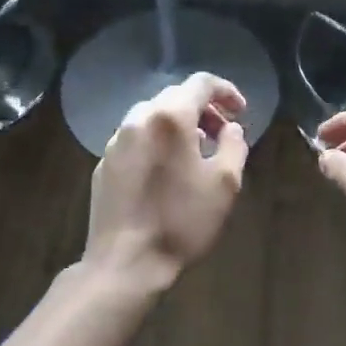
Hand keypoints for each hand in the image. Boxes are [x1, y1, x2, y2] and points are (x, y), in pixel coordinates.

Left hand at [84, 72, 249, 293]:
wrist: (125, 263)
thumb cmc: (181, 221)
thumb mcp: (225, 184)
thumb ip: (234, 145)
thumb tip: (231, 128)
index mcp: (170, 117)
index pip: (201, 83)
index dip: (226, 91)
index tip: (241, 111)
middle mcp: (139, 119)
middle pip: (174, 96)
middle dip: (203, 109)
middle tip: (222, 132)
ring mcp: (116, 141)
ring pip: (152, 116)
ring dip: (178, 124)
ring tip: (196, 151)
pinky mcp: (104, 163)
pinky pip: (136, 138)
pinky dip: (156, 141)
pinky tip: (166, 170)